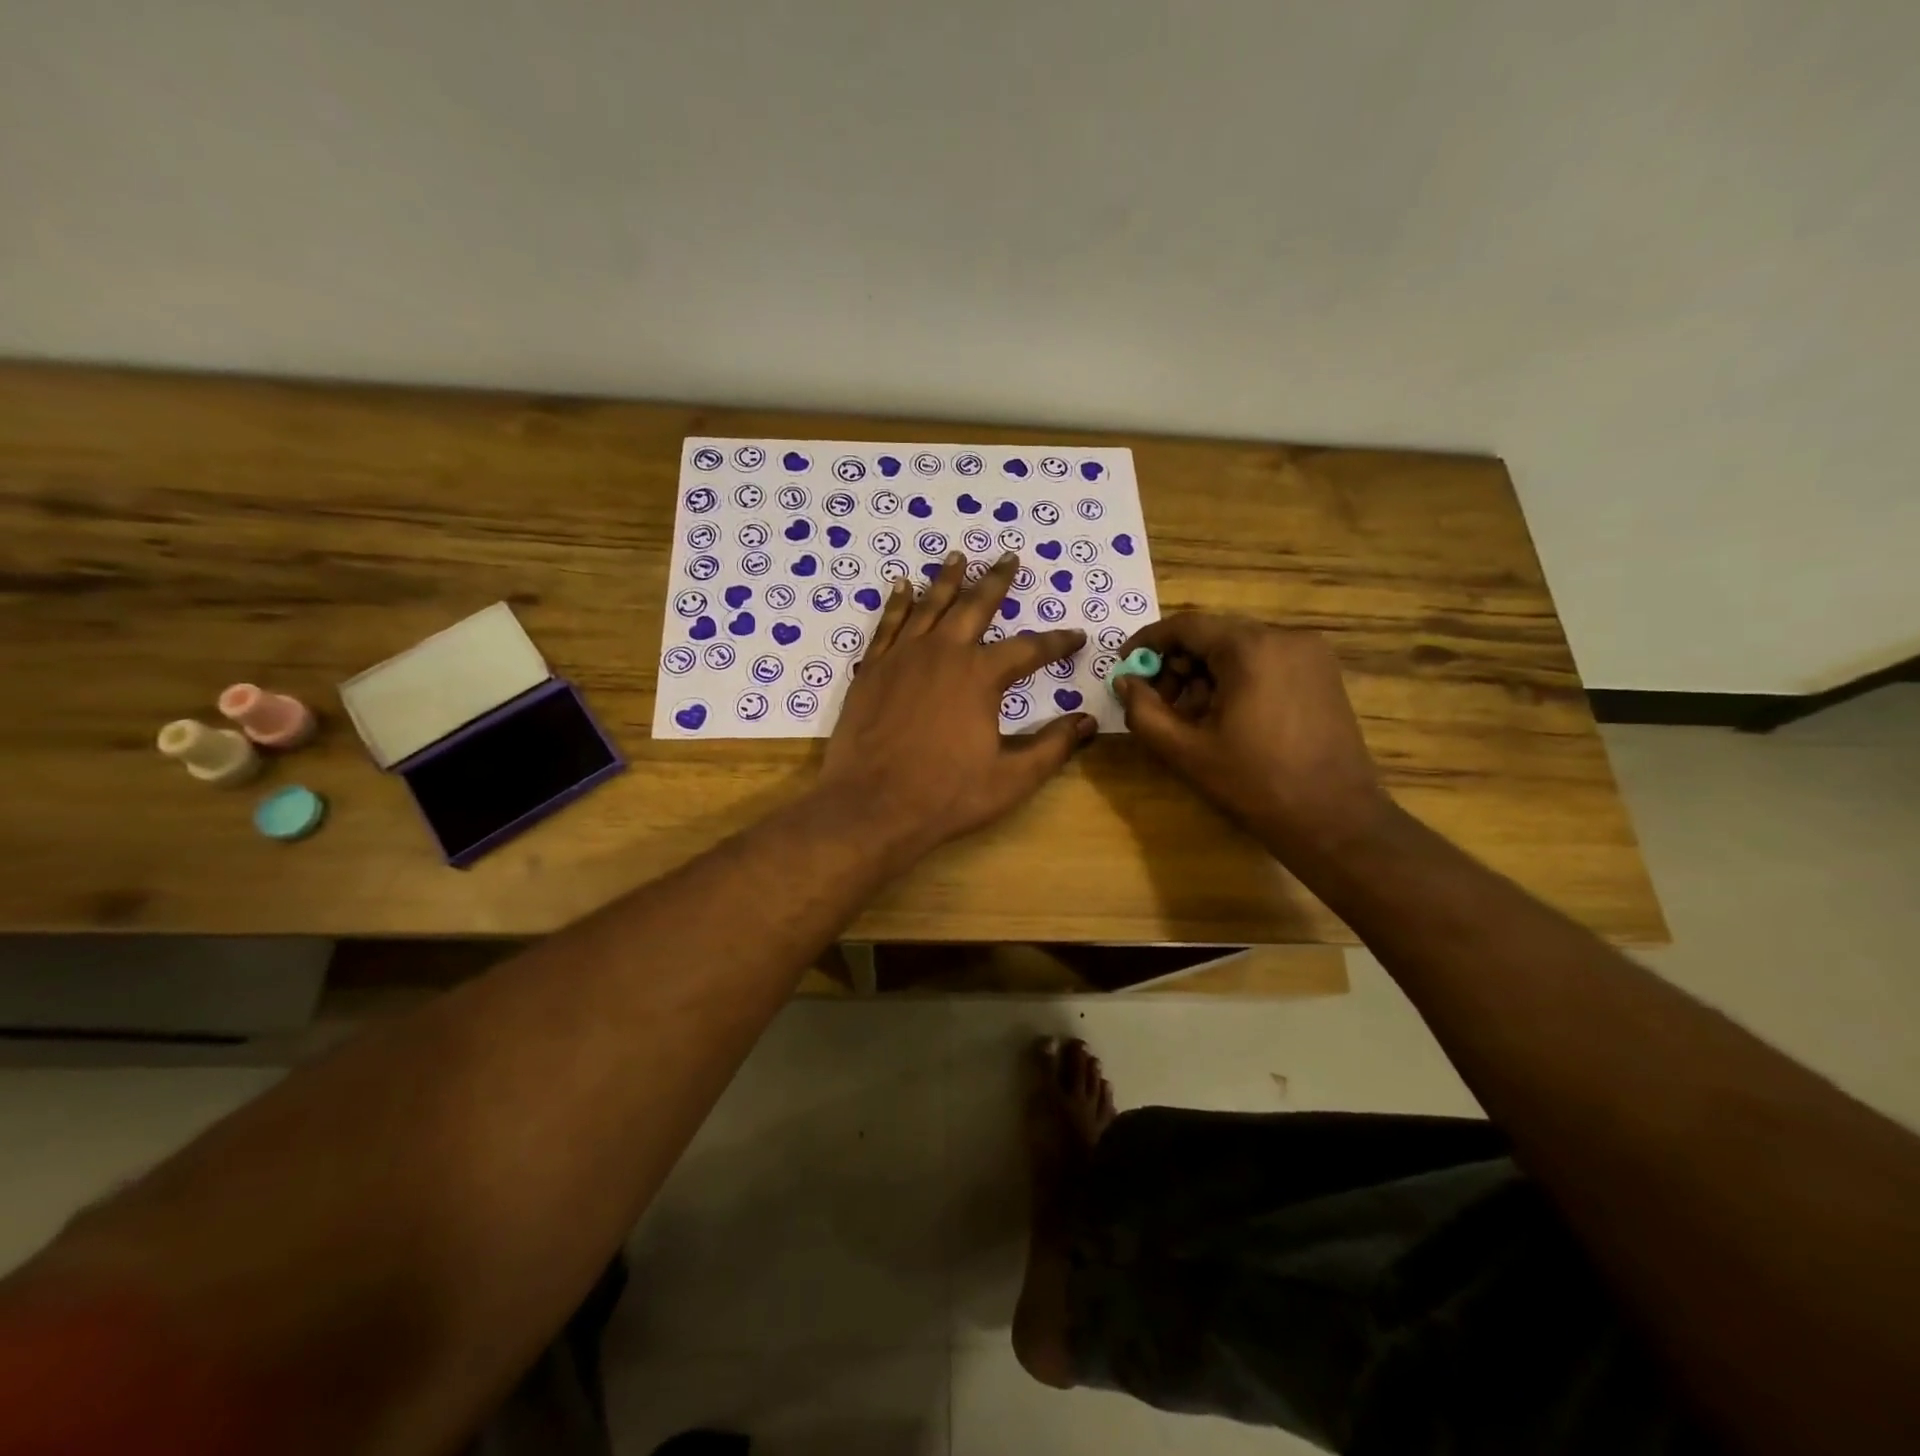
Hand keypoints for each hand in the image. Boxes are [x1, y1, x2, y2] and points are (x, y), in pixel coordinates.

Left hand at [818, 552, 1094, 855]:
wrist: (870, 806)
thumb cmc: (946, 795)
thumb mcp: (1011, 778)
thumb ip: (1052, 747)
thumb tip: (1088, 721)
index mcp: (981, 676)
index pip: (1029, 649)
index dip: (1057, 642)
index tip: (1076, 636)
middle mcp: (943, 653)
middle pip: (975, 606)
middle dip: (997, 581)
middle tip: (1009, 557)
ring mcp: (902, 657)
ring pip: (930, 606)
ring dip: (947, 579)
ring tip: (957, 556)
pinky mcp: (872, 669)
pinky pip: (888, 624)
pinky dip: (898, 603)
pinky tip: (902, 586)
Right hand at [1116, 613, 1393, 860]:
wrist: (1335, 818)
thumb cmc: (1255, 783)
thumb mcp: (1185, 751)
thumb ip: (1144, 711)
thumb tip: (1124, 682)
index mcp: (1250, 648)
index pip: (1186, 625)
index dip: (1148, 643)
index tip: (1125, 667)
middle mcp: (1285, 636)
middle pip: (1213, 634)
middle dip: (1177, 663)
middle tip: (1157, 701)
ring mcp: (1310, 653)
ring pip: (1239, 648)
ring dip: (1205, 673)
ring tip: (1191, 716)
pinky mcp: (1322, 673)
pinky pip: (1265, 660)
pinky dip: (1236, 678)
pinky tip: (1226, 716)